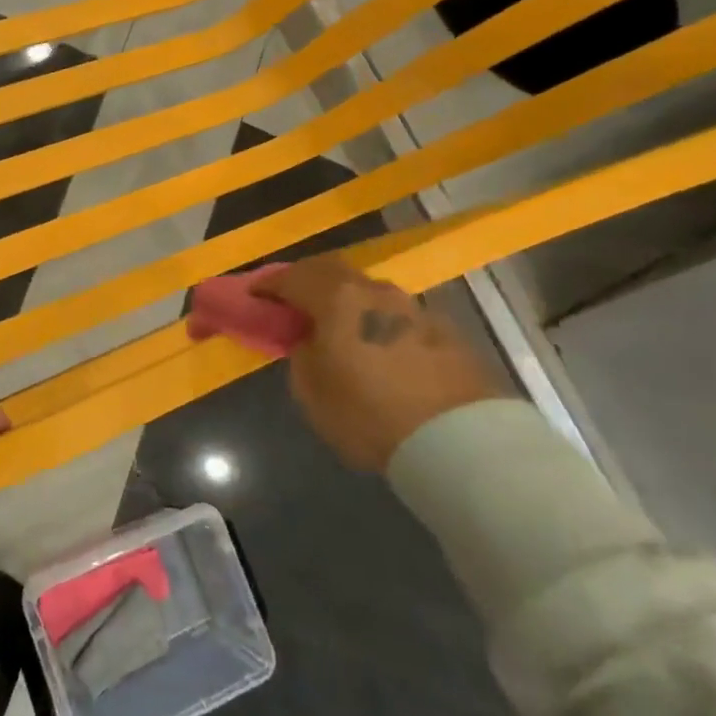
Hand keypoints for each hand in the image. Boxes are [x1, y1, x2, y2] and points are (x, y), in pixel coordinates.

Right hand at [255, 256, 496, 471]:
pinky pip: (397, 317)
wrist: (461, 443)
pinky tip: (377, 349)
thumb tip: (311, 341)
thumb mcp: (311, 391)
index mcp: (337, 297)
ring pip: (368, 292)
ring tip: (338, 328)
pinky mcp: (445, 332)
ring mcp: (414, 308)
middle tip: (293, 303)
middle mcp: (375, 291)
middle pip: (332, 271)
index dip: (268, 286)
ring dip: (347, 302)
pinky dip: (377, 323)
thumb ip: (303, 354)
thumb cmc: (370, 415)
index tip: (253, 297)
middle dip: (307, 282)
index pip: (291, 277)